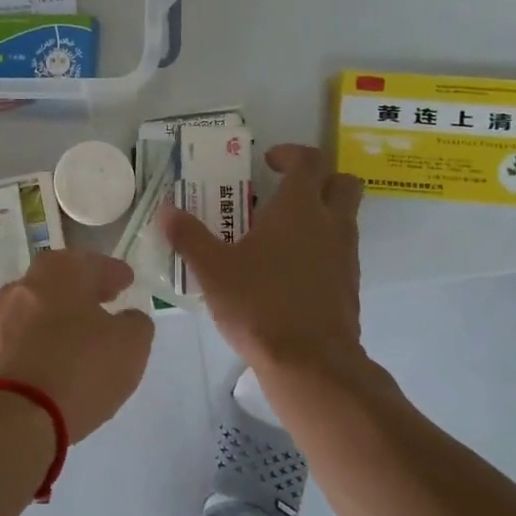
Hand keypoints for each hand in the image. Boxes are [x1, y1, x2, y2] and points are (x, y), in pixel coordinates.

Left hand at [0, 250, 154, 443]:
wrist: (13, 415)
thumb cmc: (79, 369)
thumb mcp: (130, 345)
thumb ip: (135, 324)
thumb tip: (127, 319)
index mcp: (60, 272)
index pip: (93, 263)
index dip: (113, 272)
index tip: (126, 280)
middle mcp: (26, 285)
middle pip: (61, 278)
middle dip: (84, 287)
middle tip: (106, 298)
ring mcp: (3, 316)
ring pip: (41, 305)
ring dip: (63, 313)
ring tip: (85, 330)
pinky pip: (27, 333)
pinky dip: (46, 337)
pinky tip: (61, 354)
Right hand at [161, 143, 367, 379]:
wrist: (310, 361)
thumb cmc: (258, 305)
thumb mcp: (212, 270)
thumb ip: (189, 236)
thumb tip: (166, 210)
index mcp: (299, 208)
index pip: (309, 160)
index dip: (290, 153)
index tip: (268, 161)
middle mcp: (330, 223)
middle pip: (342, 182)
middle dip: (318, 178)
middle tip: (283, 191)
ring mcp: (345, 255)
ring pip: (345, 217)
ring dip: (320, 213)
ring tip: (278, 233)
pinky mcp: (349, 284)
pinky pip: (340, 250)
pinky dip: (320, 247)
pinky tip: (288, 270)